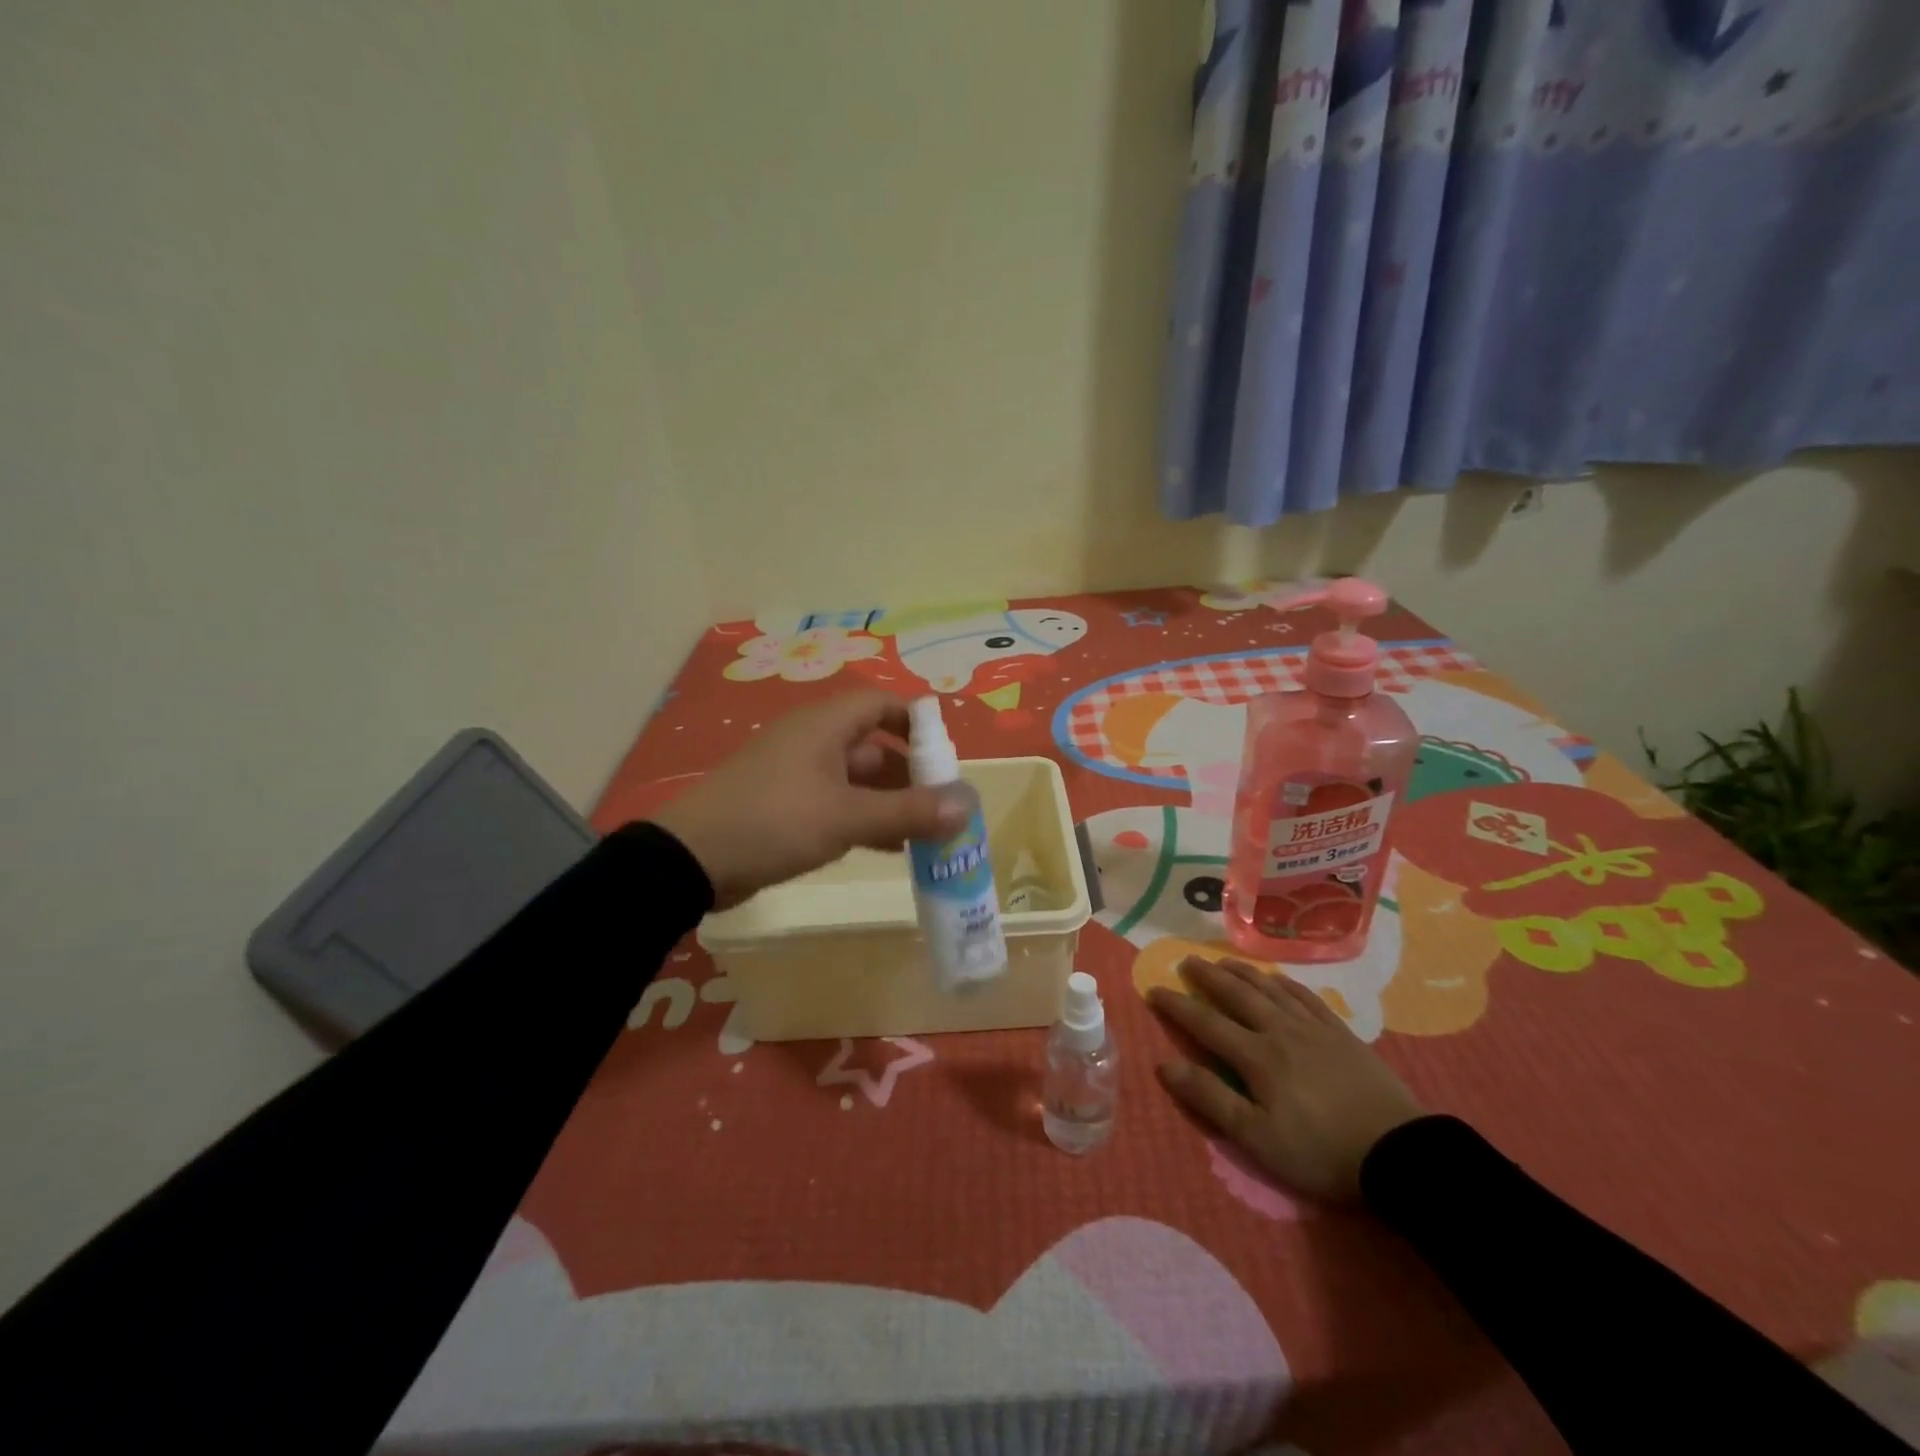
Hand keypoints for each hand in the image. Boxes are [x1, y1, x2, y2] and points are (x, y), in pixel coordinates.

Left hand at [652, 692, 969, 909]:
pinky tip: (890, 848)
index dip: (917, 722)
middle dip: (911, 774)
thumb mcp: (846, 817)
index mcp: (825, 725)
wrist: (690, 859)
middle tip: (944, 805)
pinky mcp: (786, 807)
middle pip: (874, 745)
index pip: (881, 703)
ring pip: (858, 780)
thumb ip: (908, 812)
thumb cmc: (774, 822)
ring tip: (927, 833)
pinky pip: (838, 804)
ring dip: (891, 802)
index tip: (946, 754)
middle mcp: (813, 741)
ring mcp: (798, 775)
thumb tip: (968, 805)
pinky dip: (865, 820)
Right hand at [1148, 957, 1424, 1203]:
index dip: (1177, 1005)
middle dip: (1208, 977)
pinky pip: (1306, 997)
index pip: (1206, 1023)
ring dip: (1243, 972)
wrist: (1399, 1154)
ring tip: (1224, 961)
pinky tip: (1278, 979)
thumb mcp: (1256, 1138)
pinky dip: (1285, 984)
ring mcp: (1314, 1028)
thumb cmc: (1320, 1151)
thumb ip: (1210, 1097)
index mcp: (1256, 1056)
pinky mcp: (1342, 1034)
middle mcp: (1280, 1030)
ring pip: (1270, 989)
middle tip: (1187, 961)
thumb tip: (1164, 1064)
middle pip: (1237, 995)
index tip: (1154, 989)